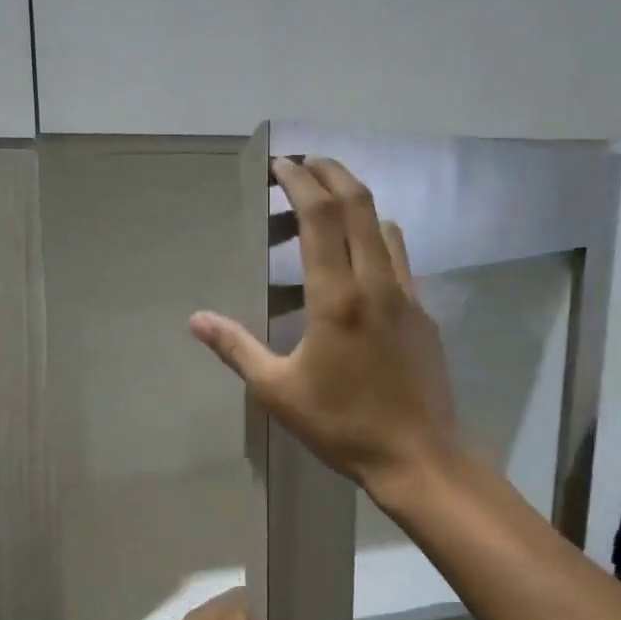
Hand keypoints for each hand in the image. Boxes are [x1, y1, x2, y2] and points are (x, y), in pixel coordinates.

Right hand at [190, 157, 459, 497]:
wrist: (418, 456)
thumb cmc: (342, 425)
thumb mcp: (278, 391)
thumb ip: (236, 348)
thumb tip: (197, 320)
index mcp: (337, 297)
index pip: (320, 216)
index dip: (299, 181)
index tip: (281, 164)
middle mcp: (377, 283)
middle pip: (359, 205)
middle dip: (332, 173)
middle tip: (306, 163)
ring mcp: (407, 296)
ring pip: (385, 227)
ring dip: (357, 204)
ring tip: (329, 206)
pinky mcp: (424, 314)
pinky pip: (400, 259)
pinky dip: (377, 239)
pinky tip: (361, 261)